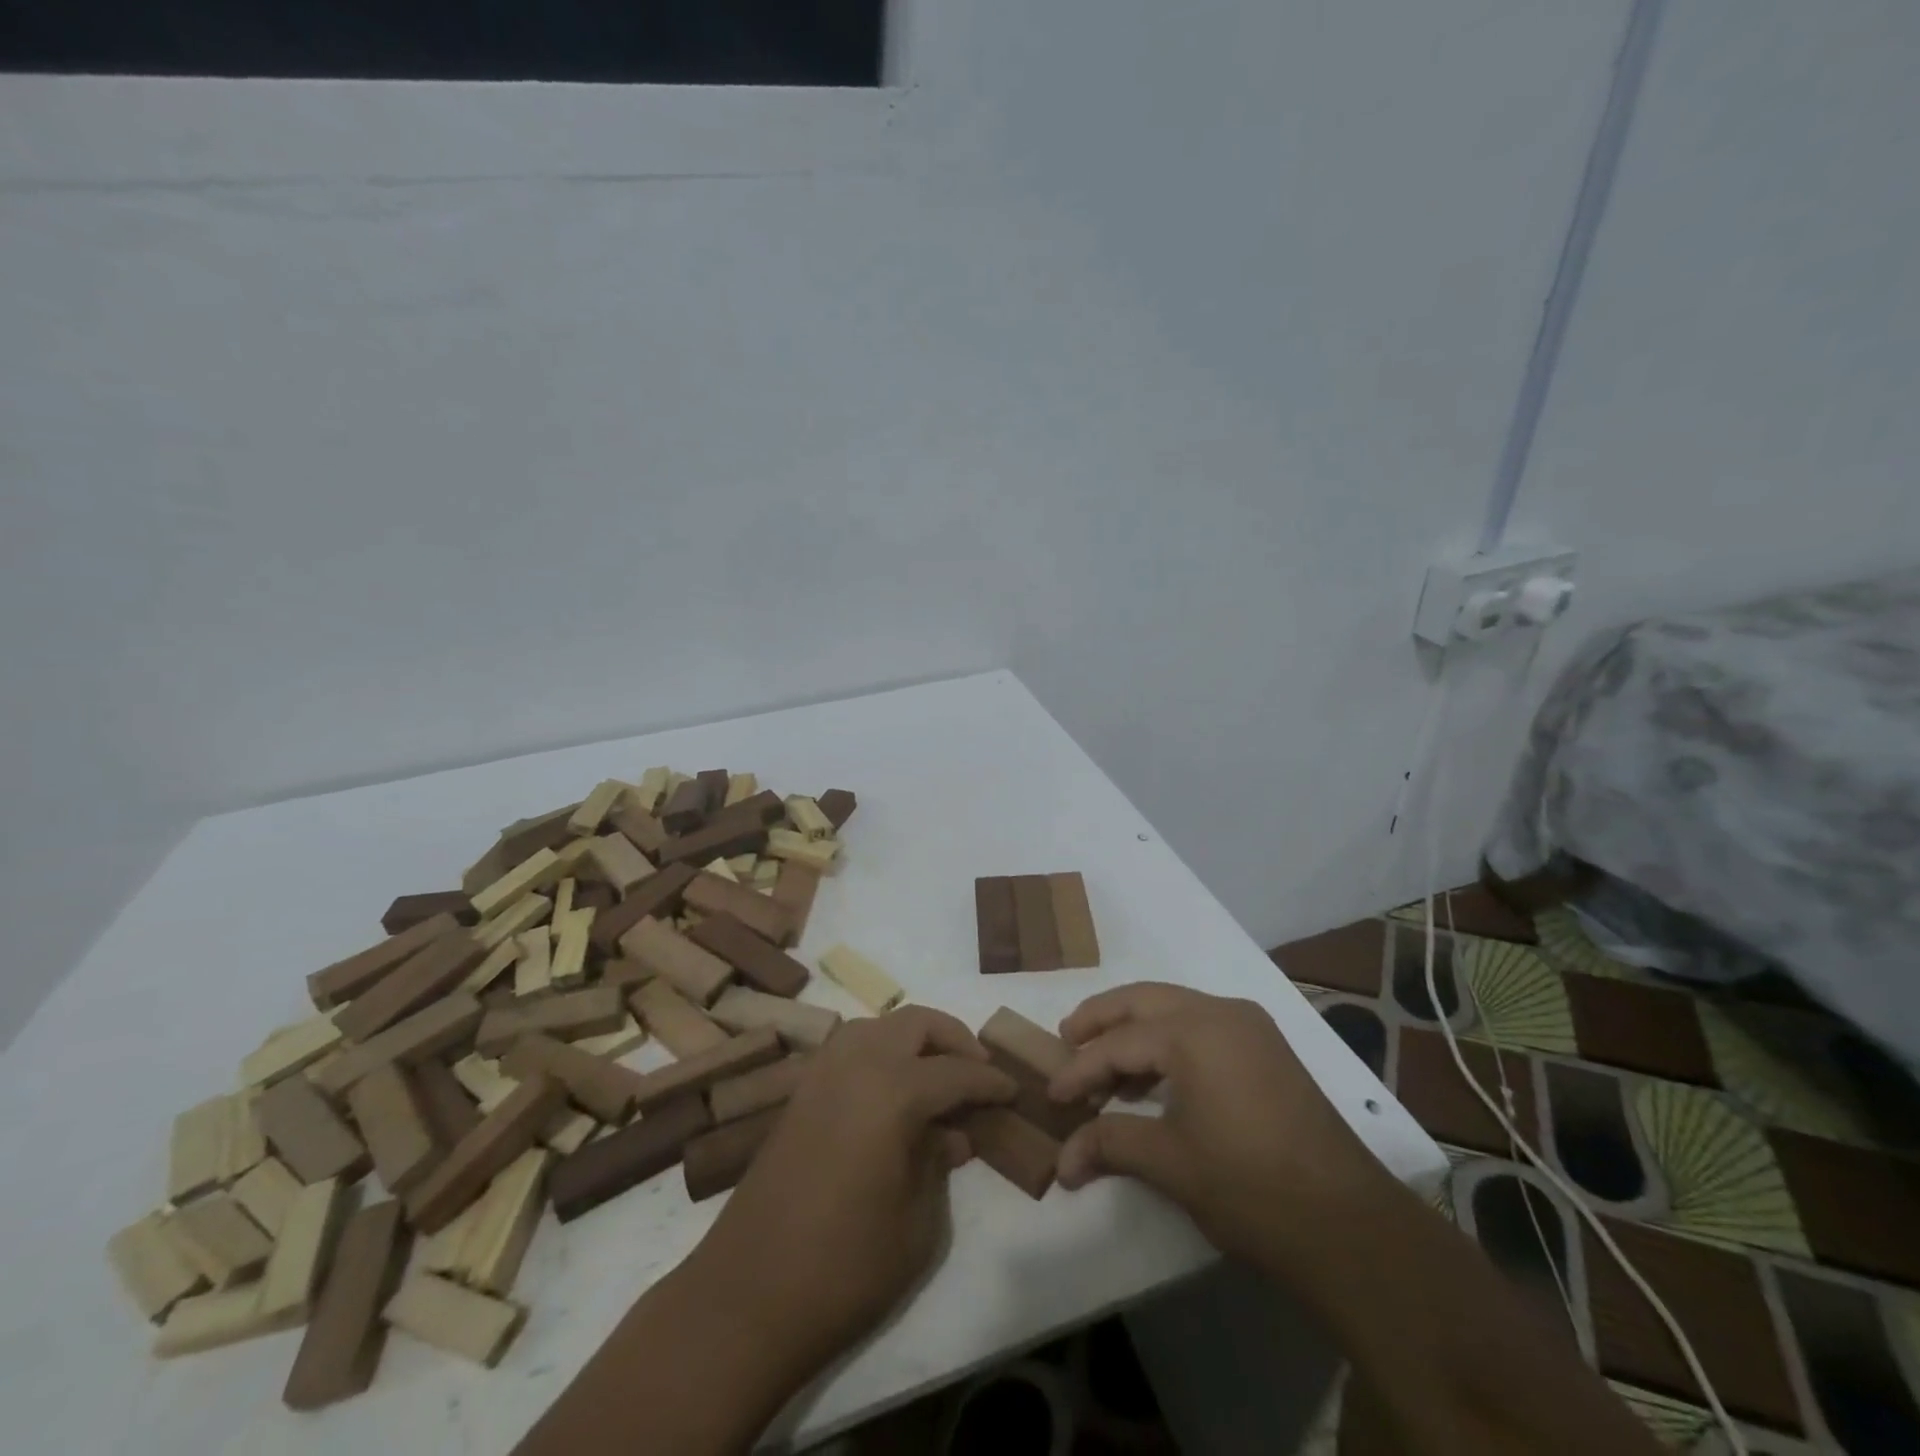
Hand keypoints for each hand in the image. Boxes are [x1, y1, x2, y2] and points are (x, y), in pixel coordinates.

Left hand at [693, 1007, 1016, 1377]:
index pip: (956, 1072)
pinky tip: (892, 1092)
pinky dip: (880, 1052)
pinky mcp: (799, 1094)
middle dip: (954, 1039)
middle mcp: (856, 1065)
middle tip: (978, 1070)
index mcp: (892, 1091)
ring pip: (878, 1026)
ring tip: (937, 1075)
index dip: (990, 1081)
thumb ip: (939, 1165)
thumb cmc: (844, 1269)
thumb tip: (952, 1135)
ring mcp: (821, 1074)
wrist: (746, 1298)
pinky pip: (849, 1048)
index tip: (1014, 1089)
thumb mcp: (917, 1226)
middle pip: (915, 1024)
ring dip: (913, 1039)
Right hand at [1050, 983, 1391, 1275]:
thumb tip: (1061, 1162)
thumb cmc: (1250, 1187)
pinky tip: (1153, 1078)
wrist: (1351, 1227)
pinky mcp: (1267, 1049)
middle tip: (1066, 1039)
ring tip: (1104, 1063)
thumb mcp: (1170, 1163)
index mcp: (1194, 1031)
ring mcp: (1250, 1027)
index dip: (1080, 1069)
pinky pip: (1202, 1027)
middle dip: (1101, 1019)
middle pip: (1143, 1001)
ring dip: (1135, 1029)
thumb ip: (1110, 1144)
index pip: (1119, 1042)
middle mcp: (1221, 1012)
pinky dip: (1169, 1041)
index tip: (1052, 1095)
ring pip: (1174, 1008)